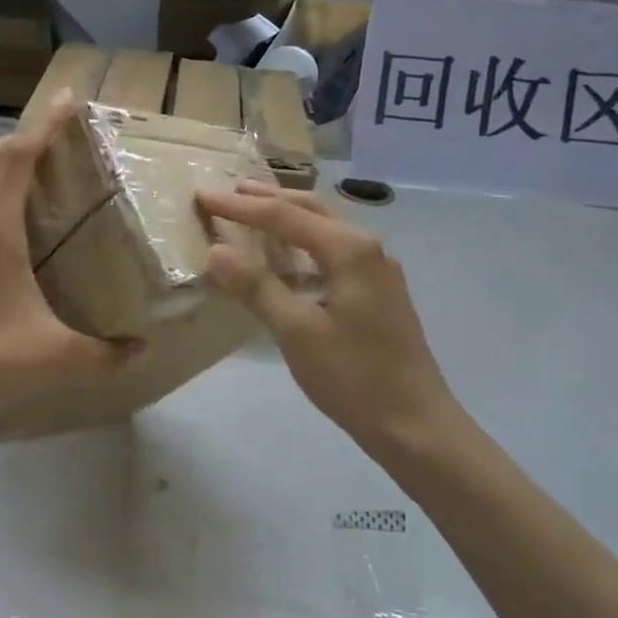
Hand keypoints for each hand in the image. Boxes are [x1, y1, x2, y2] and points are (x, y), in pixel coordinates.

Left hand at [0, 91, 130, 418]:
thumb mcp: (55, 356)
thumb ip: (105, 354)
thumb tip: (144, 351)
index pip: (18, 157)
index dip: (44, 125)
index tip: (68, 99)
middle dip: (25, 135)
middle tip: (59, 136)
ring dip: (0, 156)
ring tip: (34, 163)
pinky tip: (5, 208)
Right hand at [196, 182, 454, 461]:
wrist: (414, 424)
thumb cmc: (353, 377)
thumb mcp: (297, 332)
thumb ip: (257, 287)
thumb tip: (216, 251)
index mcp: (349, 250)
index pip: (284, 216)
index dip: (240, 207)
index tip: (203, 196)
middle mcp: (367, 248)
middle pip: (311, 210)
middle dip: (268, 200)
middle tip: (229, 193)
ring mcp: (377, 271)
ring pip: (325, 230)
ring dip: (288, 220)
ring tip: (253, 216)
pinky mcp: (378, 293)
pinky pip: (333, 253)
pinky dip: (303, 248)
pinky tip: (286, 266)